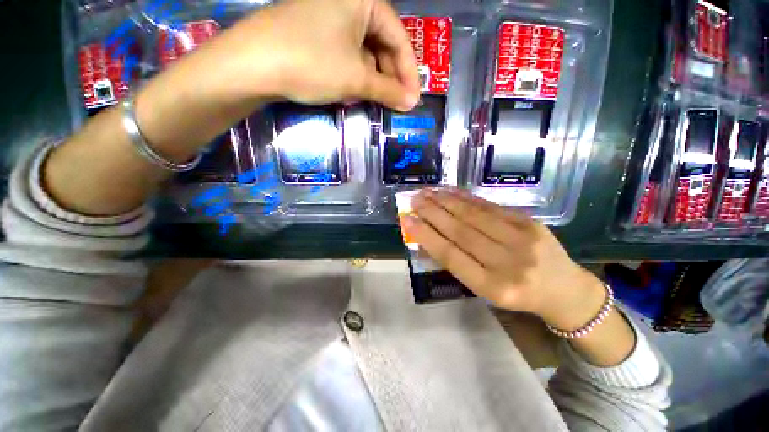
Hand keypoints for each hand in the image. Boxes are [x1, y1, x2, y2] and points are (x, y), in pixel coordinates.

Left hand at [200, 0, 420, 110]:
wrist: (252, 64)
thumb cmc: (312, 63)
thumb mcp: (356, 78)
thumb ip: (388, 90)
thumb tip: (411, 102)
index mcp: (364, 0)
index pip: (400, 38)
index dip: (409, 73)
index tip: (413, 100)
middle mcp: (349, 2)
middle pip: (382, 44)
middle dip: (390, 77)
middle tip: (395, 104)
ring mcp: (330, 16)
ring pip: (364, 52)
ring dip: (372, 79)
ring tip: (374, 100)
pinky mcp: (316, 32)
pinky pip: (347, 54)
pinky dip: (354, 75)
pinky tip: (352, 91)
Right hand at [404, 189, 606, 331]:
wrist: (564, 290)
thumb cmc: (517, 294)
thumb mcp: (485, 289)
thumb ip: (458, 264)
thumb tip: (428, 238)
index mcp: (493, 287)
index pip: (451, 256)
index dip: (426, 236)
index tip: (407, 220)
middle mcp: (508, 264)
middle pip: (461, 232)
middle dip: (433, 213)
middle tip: (414, 200)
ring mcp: (523, 240)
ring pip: (474, 215)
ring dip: (446, 201)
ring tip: (427, 192)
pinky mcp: (530, 222)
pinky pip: (491, 206)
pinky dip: (466, 197)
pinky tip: (450, 191)